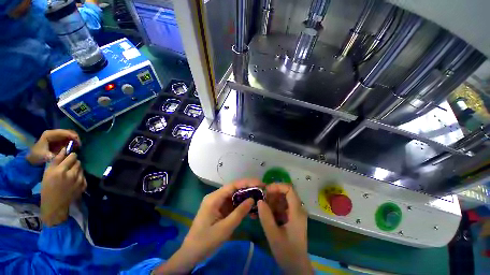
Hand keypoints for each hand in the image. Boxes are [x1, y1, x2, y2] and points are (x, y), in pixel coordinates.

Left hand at [27, 129, 80, 165]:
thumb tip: (67, 153)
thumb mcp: (46, 156)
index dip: (72, 136)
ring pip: (69, 134)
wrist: (32, 159)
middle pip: (68, 132)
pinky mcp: (58, 139)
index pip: (64, 132)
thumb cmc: (38, 157)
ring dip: (75, 140)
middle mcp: (53, 133)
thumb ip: (57, 154)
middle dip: (75, 138)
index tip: (78, 143)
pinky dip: (73, 142)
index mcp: (49, 134)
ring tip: (78, 147)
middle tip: (80, 145)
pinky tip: (74, 147)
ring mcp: (56, 136)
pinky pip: (68, 138)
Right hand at [40, 148, 86, 226]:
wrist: (55, 204)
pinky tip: (73, 181)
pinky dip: (79, 176)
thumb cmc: (47, 187)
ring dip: (77, 169)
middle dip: (73, 162)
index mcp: (61, 170)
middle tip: (67, 167)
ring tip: (69, 174)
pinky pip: (83, 176)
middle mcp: (72, 174)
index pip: (73, 156)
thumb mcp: (48, 173)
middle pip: (78, 162)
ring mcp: (79, 180)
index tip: (69, 157)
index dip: (71, 155)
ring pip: (81, 168)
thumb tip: (64, 149)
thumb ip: (57, 160)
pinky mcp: (84, 185)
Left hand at [154, 179, 262, 273]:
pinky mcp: (220, 208)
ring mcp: (218, 202)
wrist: (191, 253)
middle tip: (262, 189)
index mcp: (214, 198)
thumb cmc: (206, 241)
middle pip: (234, 188)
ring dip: (246, 196)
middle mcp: (216, 196)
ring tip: (259, 196)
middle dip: (248, 188)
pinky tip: (251, 206)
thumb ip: (239, 212)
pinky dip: (242, 204)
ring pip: (234, 195)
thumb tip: (252, 199)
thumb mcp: (225, 228)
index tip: (259, 183)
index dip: (247, 182)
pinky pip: (232, 203)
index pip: (233, 185)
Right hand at [258, 184, 312, 274]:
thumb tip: (259, 200)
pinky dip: (274, 207)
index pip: (289, 189)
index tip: (266, 191)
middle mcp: (298, 210)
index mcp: (297, 212)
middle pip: (286, 193)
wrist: (296, 266)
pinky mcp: (292, 218)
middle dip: (273, 194)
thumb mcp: (273, 235)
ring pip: (283, 199)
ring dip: (272, 201)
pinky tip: (266, 214)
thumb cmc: (286, 251)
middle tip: (262, 200)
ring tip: (263, 208)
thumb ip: (266, 217)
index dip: (277, 186)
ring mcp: (295, 214)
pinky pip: (282, 207)